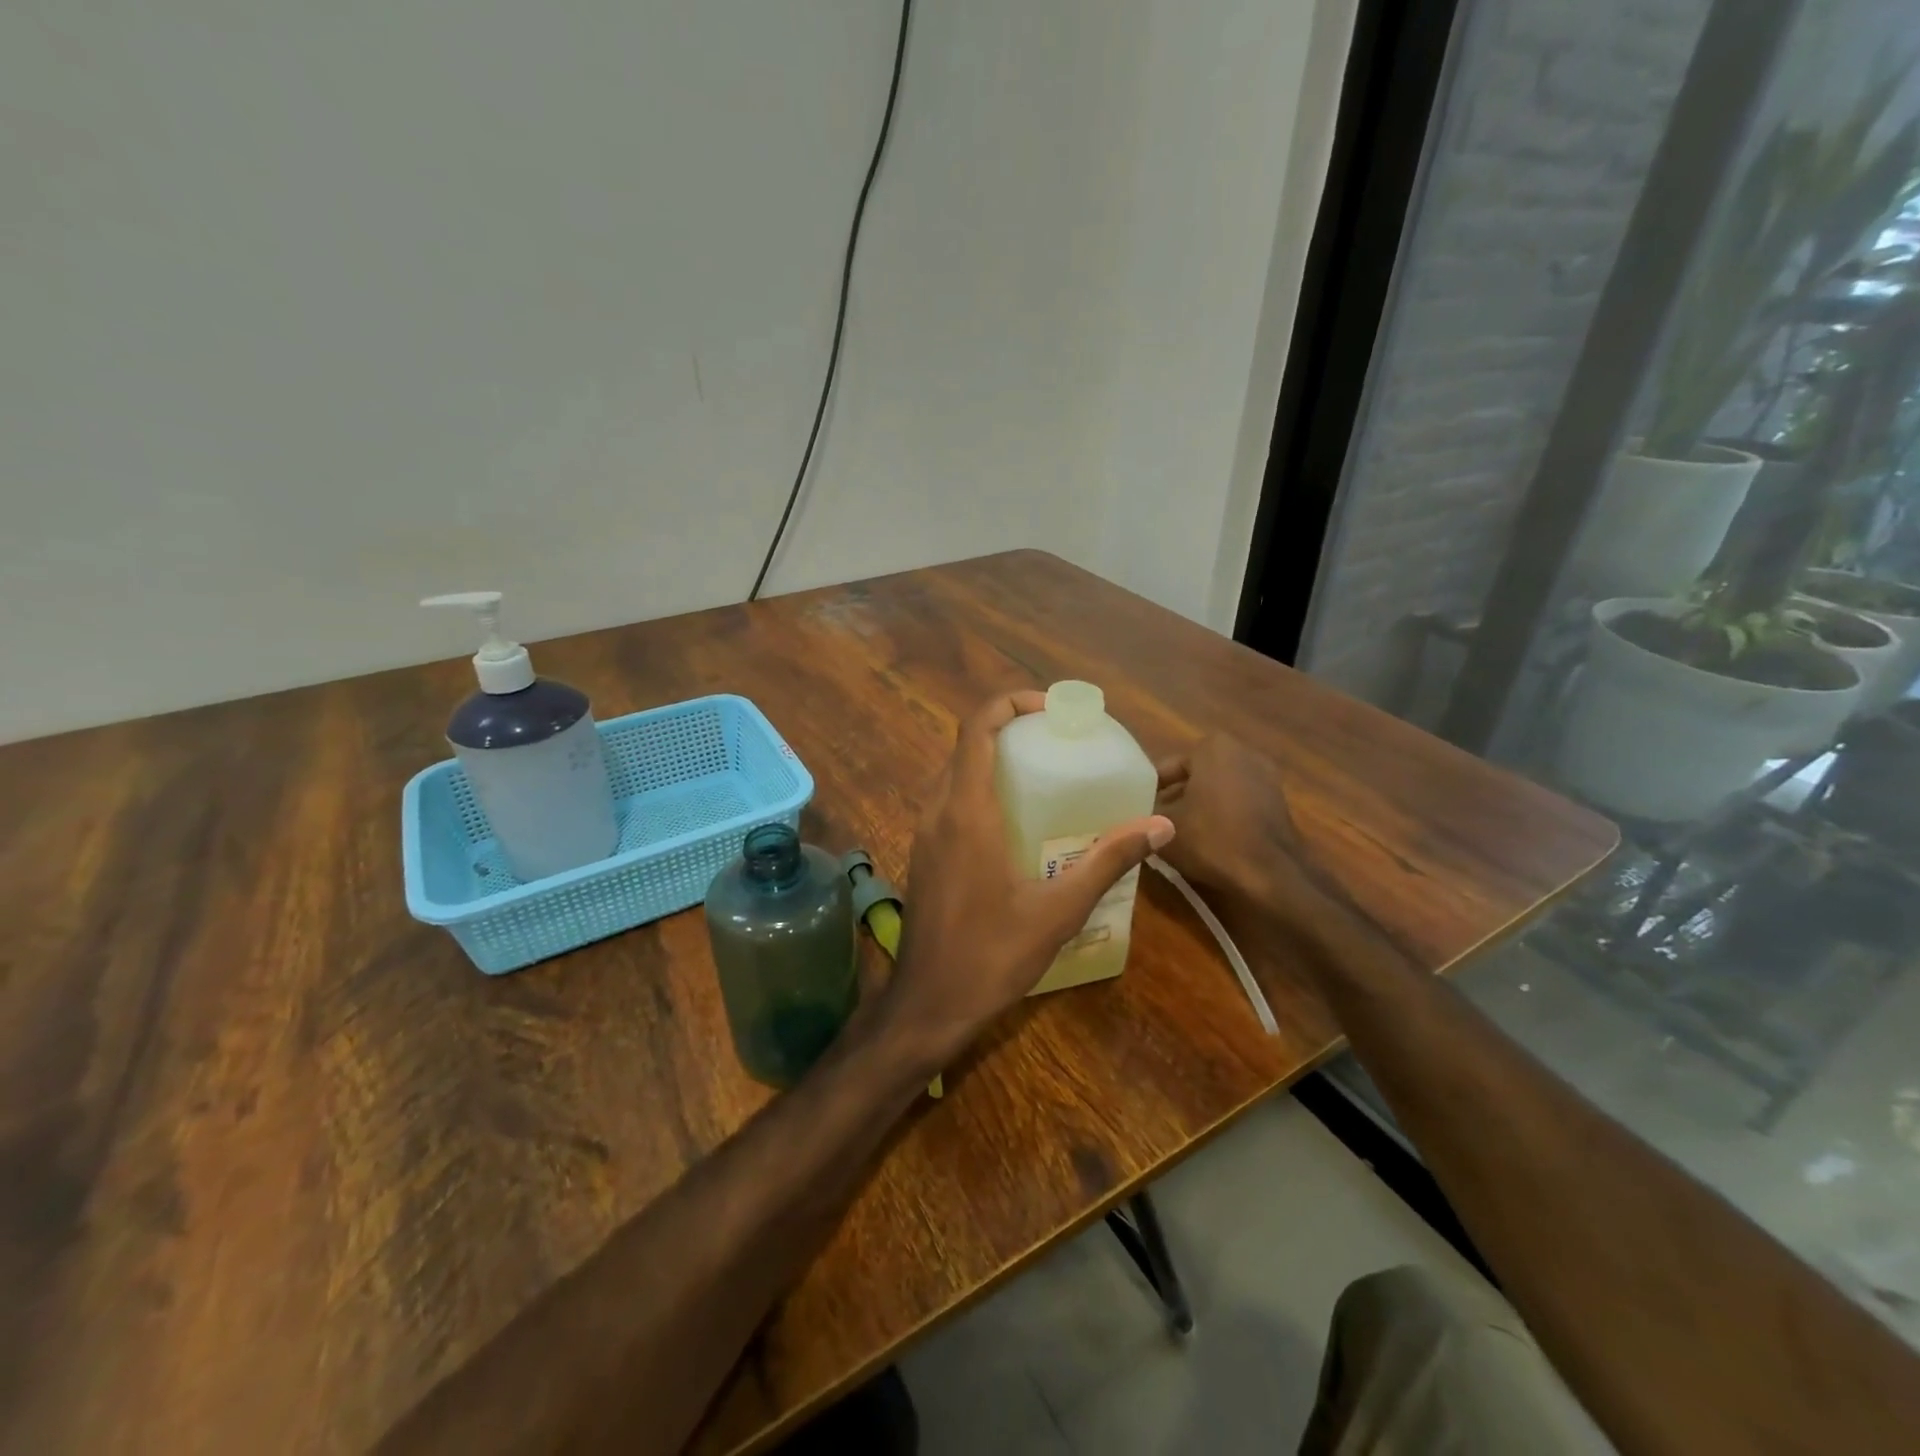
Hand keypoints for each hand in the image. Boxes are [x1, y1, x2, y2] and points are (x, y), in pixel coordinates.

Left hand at [877, 691, 1174, 1067]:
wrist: (929, 1003)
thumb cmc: (992, 954)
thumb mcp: (1059, 910)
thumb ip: (1108, 861)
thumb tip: (1162, 826)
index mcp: (967, 811)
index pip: (977, 728)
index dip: (1009, 703)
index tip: (1050, 708)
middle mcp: (938, 810)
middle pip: (966, 744)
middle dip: (1008, 728)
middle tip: (1055, 740)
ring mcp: (924, 833)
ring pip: (954, 773)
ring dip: (991, 759)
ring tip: (1040, 773)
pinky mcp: (924, 854)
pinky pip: (948, 801)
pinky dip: (978, 788)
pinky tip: (1014, 822)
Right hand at [1151, 734, 1339, 951]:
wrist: (1271, 874)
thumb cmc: (1211, 838)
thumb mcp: (1161, 825)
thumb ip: (1142, 812)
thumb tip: (1129, 814)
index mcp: (1212, 747)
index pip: (1165, 768)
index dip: (1146, 793)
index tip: (1136, 814)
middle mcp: (1242, 752)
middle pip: (1192, 777)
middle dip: (1173, 798)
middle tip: (1152, 825)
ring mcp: (1265, 776)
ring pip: (1215, 791)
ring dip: (1197, 808)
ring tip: (1176, 836)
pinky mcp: (1278, 802)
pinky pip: (1237, 804)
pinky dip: (1221, 817)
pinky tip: (1207, 842)